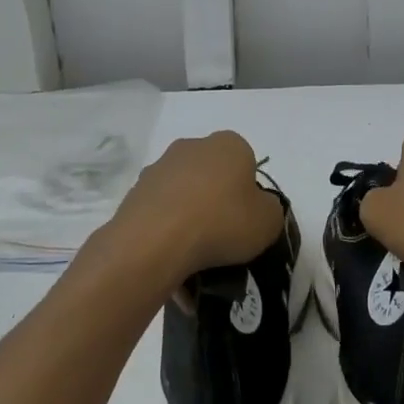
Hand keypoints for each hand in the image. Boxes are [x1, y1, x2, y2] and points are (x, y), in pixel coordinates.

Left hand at [103, 131, 282, 284]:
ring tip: (195, 257)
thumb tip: (256, 209)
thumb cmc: (222, 222)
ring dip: (190, 218)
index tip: (246, 220)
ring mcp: (159, 168)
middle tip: (223, 237)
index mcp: (229, 144)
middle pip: (212, 176)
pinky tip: (172, 259)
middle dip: (217, 202)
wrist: (156, 241)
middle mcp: (192, 146)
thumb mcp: (269, 221)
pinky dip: (168, 232)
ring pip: (184, 195)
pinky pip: (161, 213)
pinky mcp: (135, 192)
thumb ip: (269, 210)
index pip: (246, 163)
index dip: (248, 194)